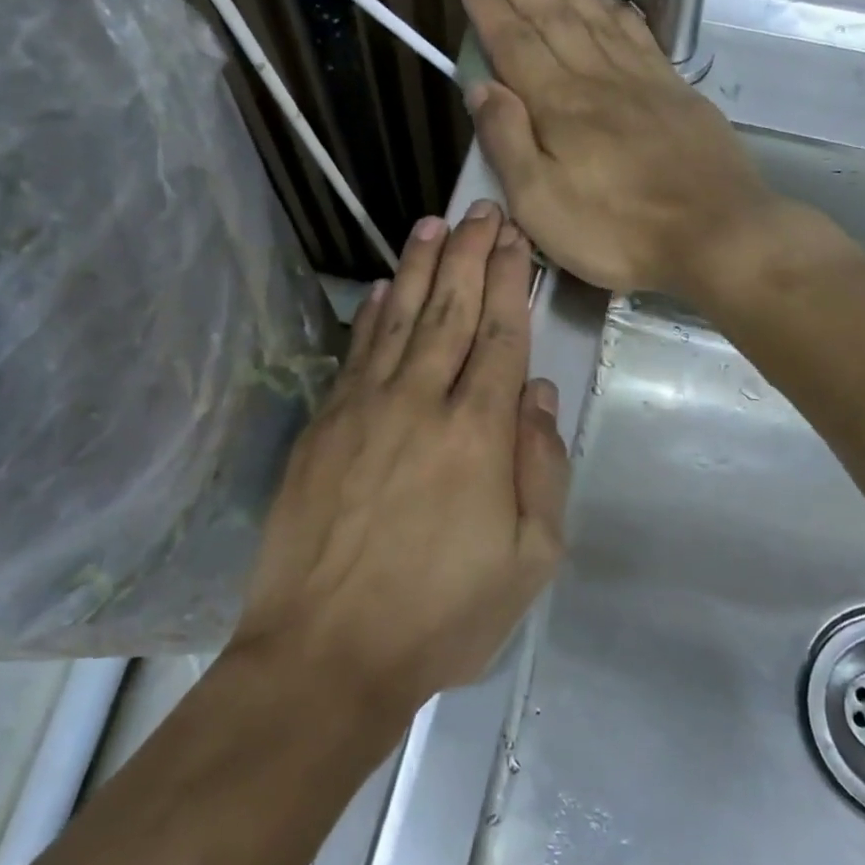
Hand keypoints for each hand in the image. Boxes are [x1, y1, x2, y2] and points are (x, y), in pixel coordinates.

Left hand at [230, 201, 567, 719]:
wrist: (325, 654)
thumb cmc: (440, 617)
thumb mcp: (528, 561)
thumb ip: (542, 469)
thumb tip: (538, 394)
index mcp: (478, 434)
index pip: (500, 336)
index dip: (509, 281)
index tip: (515, 238)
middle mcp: (420, 403)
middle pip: (451, 311)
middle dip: (469, 255)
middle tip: (480, 210)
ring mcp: (364, 409)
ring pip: (400, 319)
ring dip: (420, 268)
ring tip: (434, 225)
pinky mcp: (323, 426)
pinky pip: (355, 353)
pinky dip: (371, 315)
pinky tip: (382, 288)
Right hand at [459, 0, 815, 298]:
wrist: (715, 234)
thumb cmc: (616, 231)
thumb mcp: (540, 203)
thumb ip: (507, 141)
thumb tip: (481, 87)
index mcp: (559, 105)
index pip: (516, 45)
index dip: (491, 14)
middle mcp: (598, 78)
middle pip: (555, 19)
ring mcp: (642, 81)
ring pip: (597, 18)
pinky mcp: (676, 91)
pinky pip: (640, 36)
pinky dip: (618, 11)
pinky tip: (610, 3)